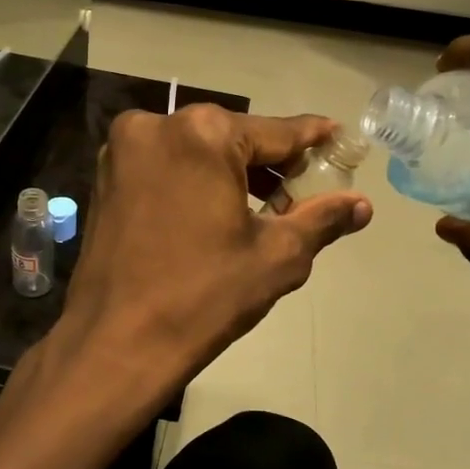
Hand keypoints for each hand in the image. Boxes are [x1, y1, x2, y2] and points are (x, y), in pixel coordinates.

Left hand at [53, 104, 371, 419]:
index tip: (338, 138)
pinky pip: (166, 165)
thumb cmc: (203, 297)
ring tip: (266, 209)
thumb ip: (322, 219)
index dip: (312, 140)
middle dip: (271, 164)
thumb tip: (363, 205)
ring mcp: (123, 149)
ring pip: (197, 151)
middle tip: (303, 192)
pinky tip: (217, 211)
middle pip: (233, 138)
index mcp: (202, 134)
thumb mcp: (276, 257)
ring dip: (232, 173)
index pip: (276, 132)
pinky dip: (195, 180)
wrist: (115, 344)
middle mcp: (157, 124)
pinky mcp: (106, 176)